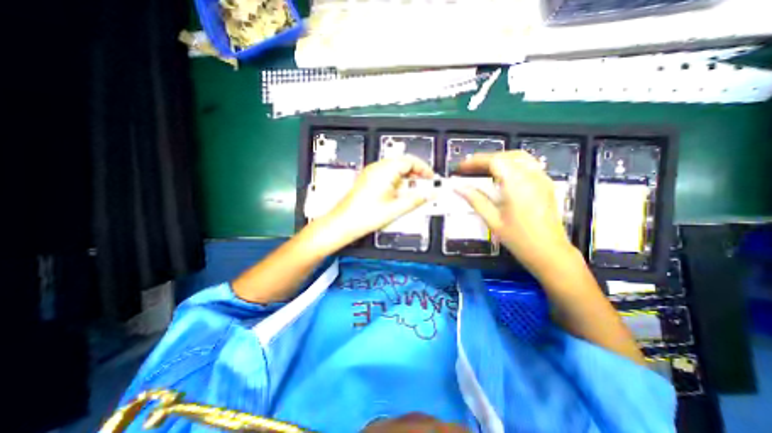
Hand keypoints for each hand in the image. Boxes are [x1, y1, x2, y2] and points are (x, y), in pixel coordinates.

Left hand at [324, 156, 435, 244]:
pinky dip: (397, 179)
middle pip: (402, 162)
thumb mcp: (395, 209)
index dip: (424, 168)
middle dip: (416, 172)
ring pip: (394, 167)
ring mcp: (371, 172)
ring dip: (407, 176)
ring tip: (415, 189)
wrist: (344, 223)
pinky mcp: (368, 179)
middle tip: (425, 184)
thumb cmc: (365, 216)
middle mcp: (377, 167)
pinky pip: (386, 173)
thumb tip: (431, 194)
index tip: (431, 178)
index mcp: (385, 171)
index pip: (410, 161)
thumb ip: (416, 200)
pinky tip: (400, 191)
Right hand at [453, 150, 575, 274]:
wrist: (550, 253)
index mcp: (517, 184)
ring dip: (499, 159)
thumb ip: (475, 200)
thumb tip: (458, 188)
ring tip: (483, 169)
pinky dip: (511, 163)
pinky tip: (503, 175)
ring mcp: (542, 179)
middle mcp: (531, 176)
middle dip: (485, 159)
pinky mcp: (546, 184)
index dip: (475, 162)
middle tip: (469, 169)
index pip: (494, 161)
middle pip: (506, 156)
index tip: (461, 168)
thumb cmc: (519, 239)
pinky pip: (528, 164)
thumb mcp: (493, 220)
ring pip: (519, 157)